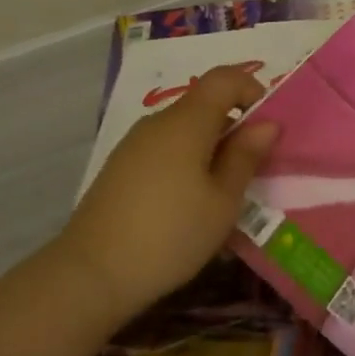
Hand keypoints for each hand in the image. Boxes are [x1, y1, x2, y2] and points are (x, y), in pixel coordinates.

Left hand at [56, 66, 278, 322]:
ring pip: (184, 130)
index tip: (265, 127)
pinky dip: (186, 164)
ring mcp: (134, 146)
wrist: (88, 277)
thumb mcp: (223, 201)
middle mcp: (158, 123)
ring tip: (221, 195)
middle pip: (204, 105)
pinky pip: (164, 151)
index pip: (224, 78)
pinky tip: (187, 206)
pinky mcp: (119, 169)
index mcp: (187, 121)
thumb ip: (246, 156)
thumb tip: (266, 124)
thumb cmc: (170, 234)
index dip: (252, 90)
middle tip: (251, 169)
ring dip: (211, 149)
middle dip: (234, 127)